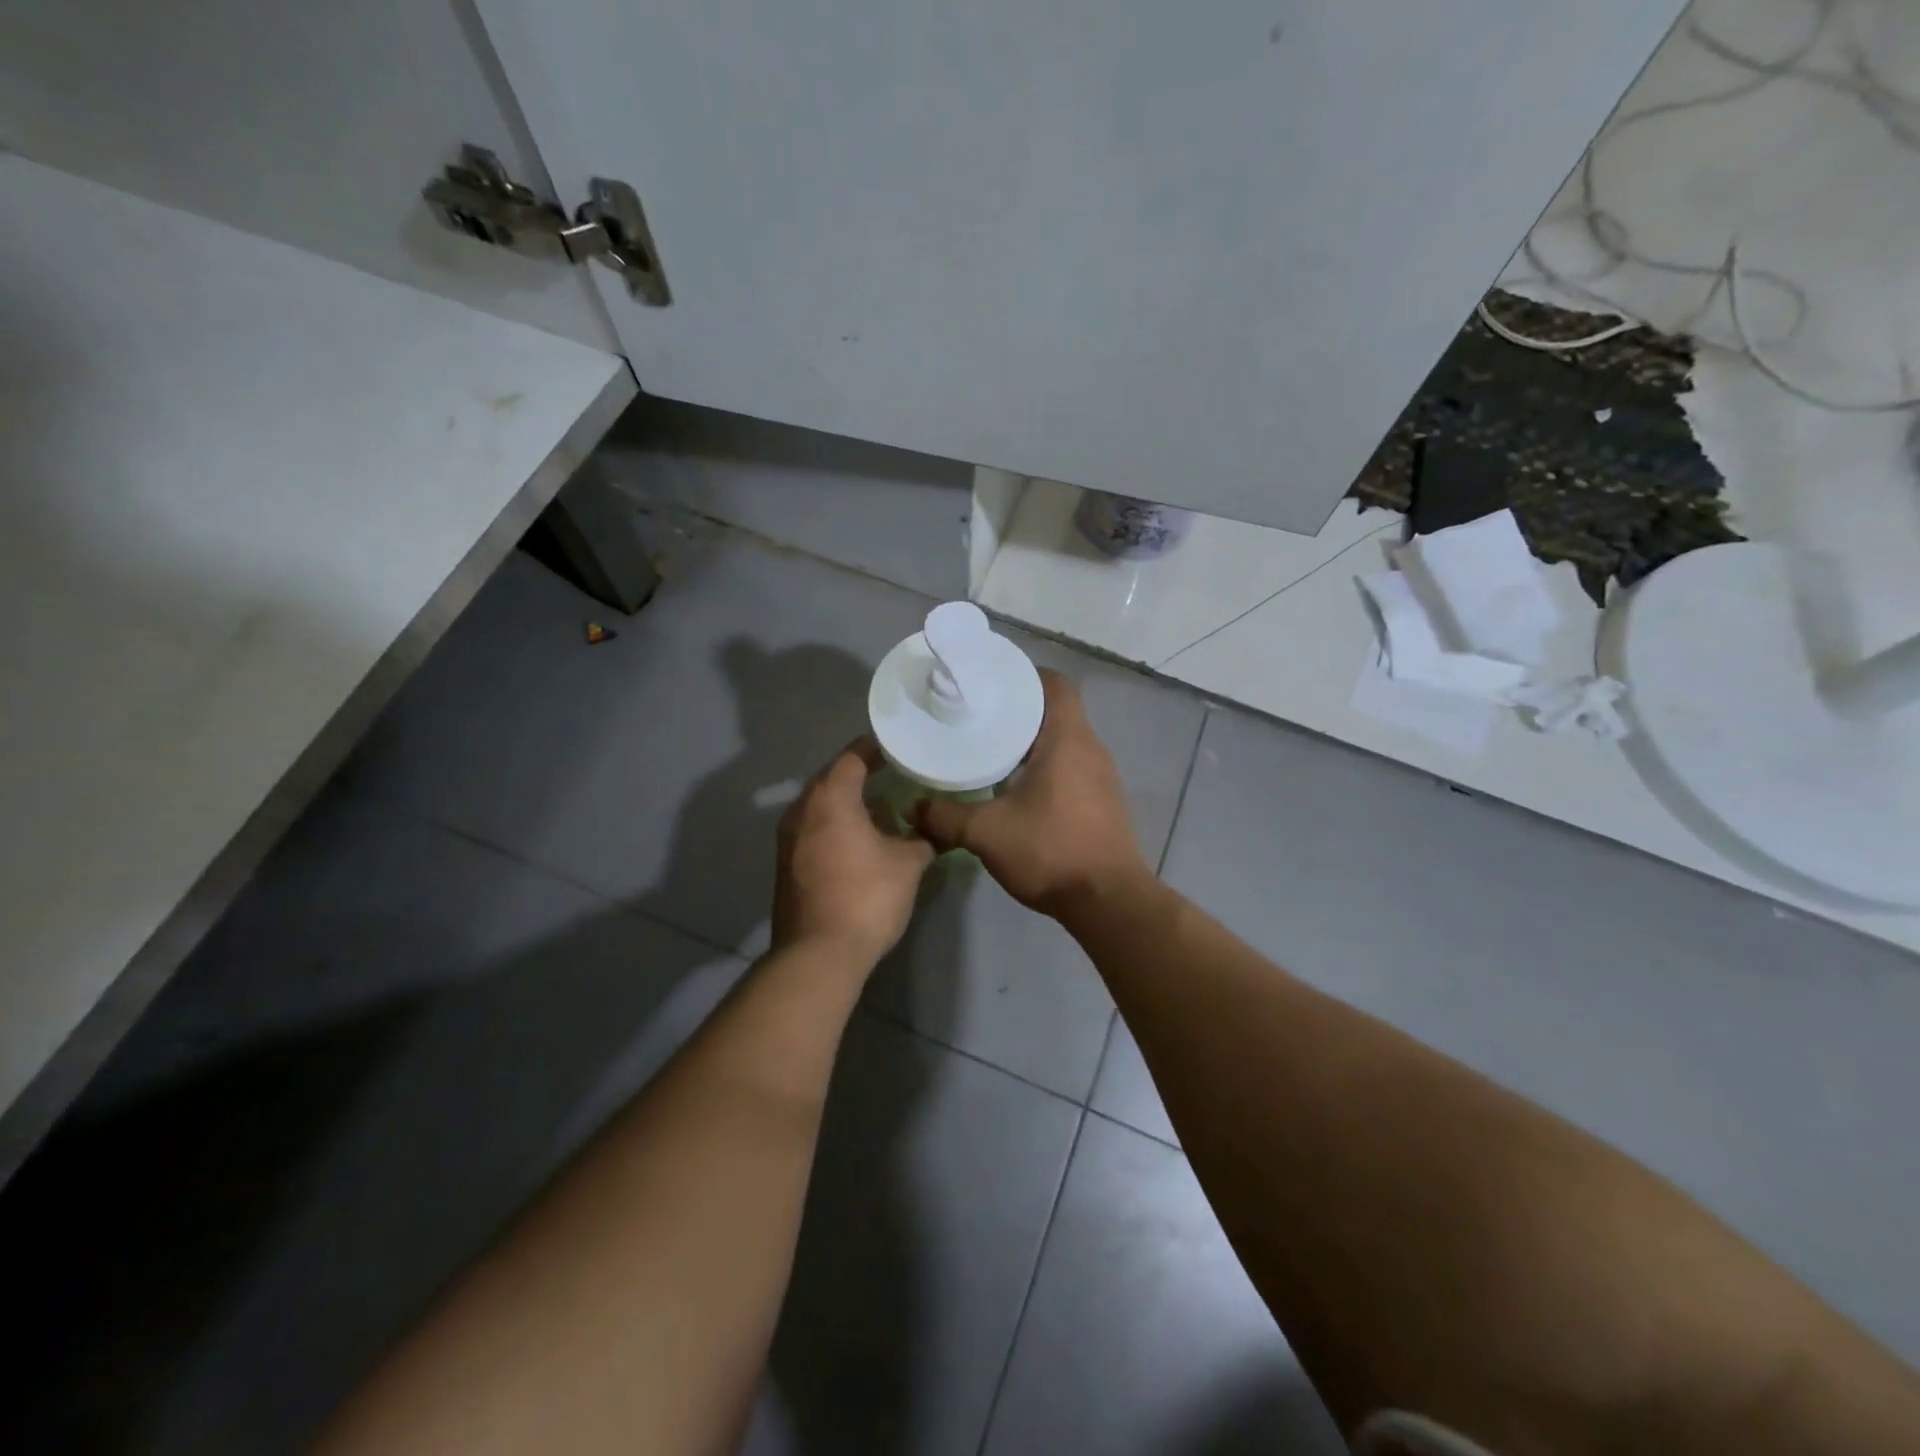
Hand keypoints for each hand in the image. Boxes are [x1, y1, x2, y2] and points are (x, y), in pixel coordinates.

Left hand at [772, 736, 935, 964]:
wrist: (818, 954)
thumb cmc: (866, 897)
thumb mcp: (908, 864)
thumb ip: (922, 838)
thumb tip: (932, 829)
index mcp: (830, 799)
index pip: (851, 758)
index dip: (874, 749)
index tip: (896, 747)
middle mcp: (802, 810)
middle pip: (830, 779)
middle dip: (859, 774)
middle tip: (891, 774)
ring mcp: (788, 839)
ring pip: (819, 806)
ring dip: (845, 802)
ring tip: (878, 807)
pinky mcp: (786, 865)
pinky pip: (812, 830)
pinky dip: (834, 825)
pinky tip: (858, 840)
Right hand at [916, 670, 1151, 917]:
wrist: (1108, 901)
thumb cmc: (1051, 851)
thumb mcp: (987, 833)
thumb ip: (946, 816)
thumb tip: (912, 807)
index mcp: (1068, 740)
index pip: (1055, 684)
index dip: (1026, 676)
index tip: (993, 682)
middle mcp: (1091, 750)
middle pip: (1058, 711)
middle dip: (1020, 709)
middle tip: (980, 716)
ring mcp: (1103, 777)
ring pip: (1066, 741)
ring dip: (1034, 740)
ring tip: (993, 748)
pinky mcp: (1104, 802)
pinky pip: (1073, 766)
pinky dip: (1047, 765)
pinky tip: (1019, 786)